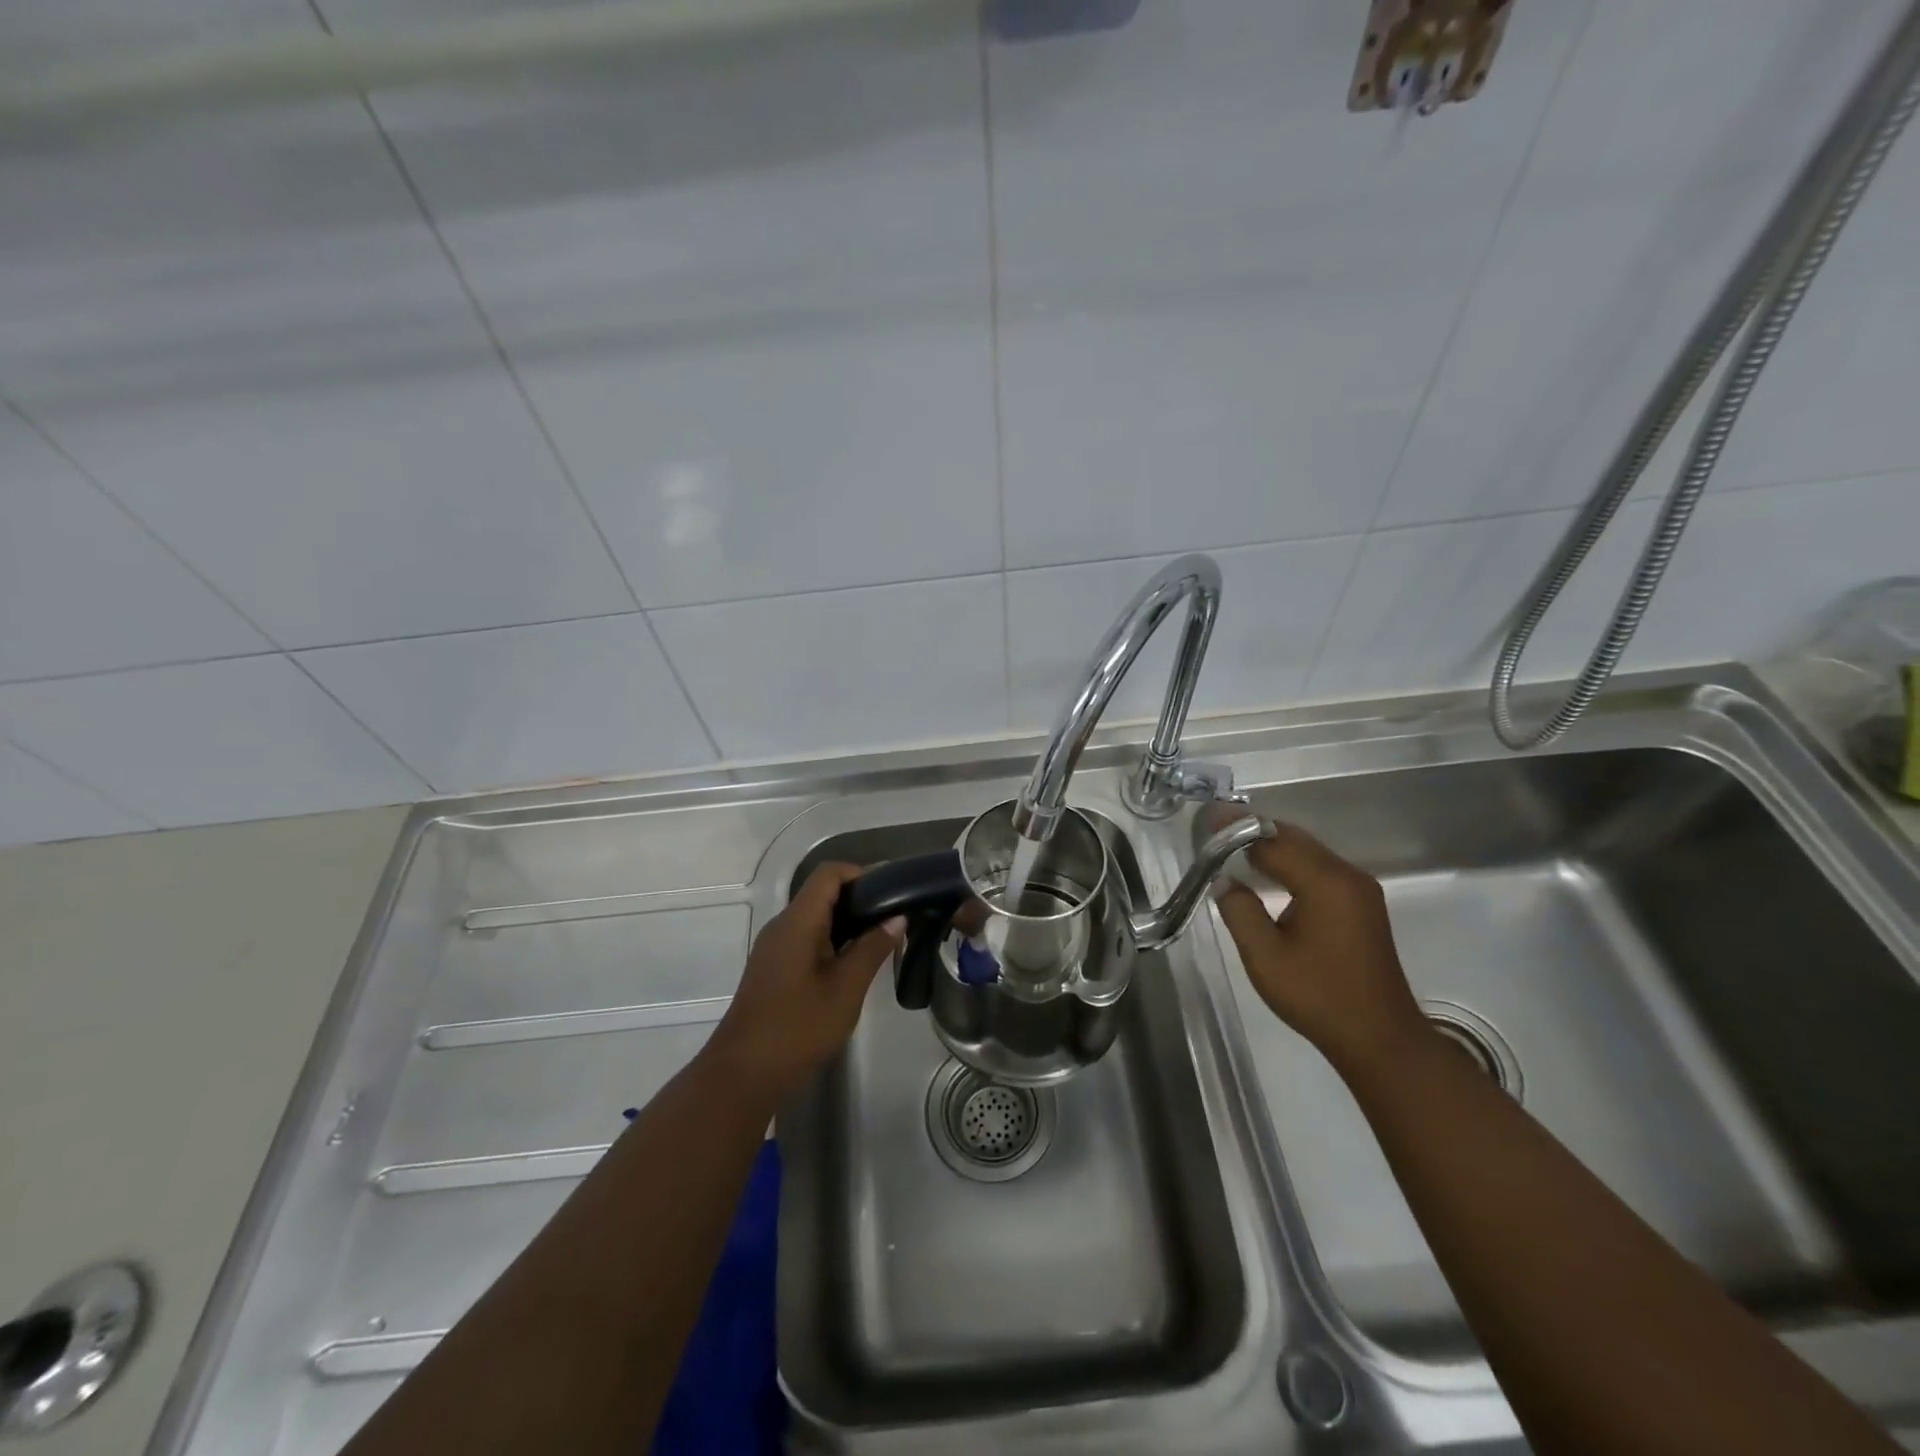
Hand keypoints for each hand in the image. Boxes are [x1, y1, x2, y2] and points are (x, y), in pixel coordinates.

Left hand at [706, 863, 903, 1099]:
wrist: (743, 1073)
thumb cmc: (798, 1028)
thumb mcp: (845, 989)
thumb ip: (872, 948)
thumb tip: (897, 917)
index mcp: (797, 922)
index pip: (829, 874)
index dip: (862, 873)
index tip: (892, 892)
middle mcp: (782, 925)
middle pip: (822, 892)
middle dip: (860, 899)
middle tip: (895, 918)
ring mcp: (775, 947)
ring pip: (815, 916)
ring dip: (848, 922)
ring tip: (882, 939)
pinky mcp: (774, 967)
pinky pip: (806, 937)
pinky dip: (832, 939)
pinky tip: (853, 963)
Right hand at [1213, 821, 1427, 1079]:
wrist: (1380, 1038)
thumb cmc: (1318, 996)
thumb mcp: (1265, 956)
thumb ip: (1239, 911)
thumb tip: (1225, 881)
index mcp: (1325, 883)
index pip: (1273, 841)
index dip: (1236, 830)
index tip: (1206, 821)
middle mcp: (1347, 876)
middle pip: (1294, 839)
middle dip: (1254, 831)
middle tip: (1214, 829)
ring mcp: (1359, 890)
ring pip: (1308, 852)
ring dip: (1272, 845)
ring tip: (1233, 845)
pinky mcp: (1361, 905)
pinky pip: (1320, 869)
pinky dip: (1290, 862)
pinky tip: (1268, 872)